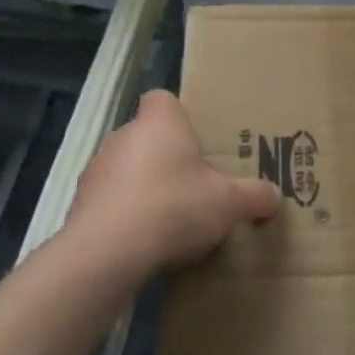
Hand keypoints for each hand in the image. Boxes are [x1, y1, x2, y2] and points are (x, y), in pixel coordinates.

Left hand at [66, 89, 279, 276]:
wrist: (106, 254)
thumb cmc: (172, 207)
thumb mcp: (229, 203)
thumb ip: (254, 196)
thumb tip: (274, 197)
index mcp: (159, 122)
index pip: (163, 99)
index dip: (178, 117)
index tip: (196, 143)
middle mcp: (123, 136)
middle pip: (147, 137)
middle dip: (166, 159)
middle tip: (194, 186)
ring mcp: (96, 171)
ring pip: (126, 170)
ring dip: (143, 189)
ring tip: (169, 221)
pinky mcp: (80, 206)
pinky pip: (109, 203)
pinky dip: (124, 217)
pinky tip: (143, 243)